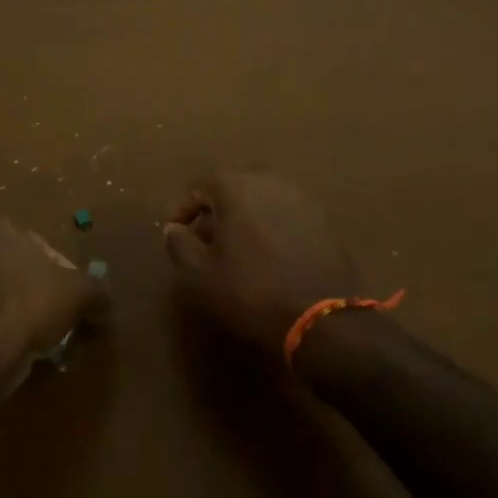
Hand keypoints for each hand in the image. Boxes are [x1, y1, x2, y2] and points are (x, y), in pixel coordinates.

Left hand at [0, 220, 102, 397]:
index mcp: (1, 232)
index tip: (72, 294)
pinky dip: (4, 334)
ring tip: (44, 340)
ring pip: (4, 299)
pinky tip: (21, 352)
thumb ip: (97, 290)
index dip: (61, 269)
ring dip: (22, 315)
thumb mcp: (80, 293)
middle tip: (61, 316)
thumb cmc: (32, 304)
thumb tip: (106, 300)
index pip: (40, 245)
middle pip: (20, 271)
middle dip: (40, 292)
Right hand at [162, 171, 362, 353]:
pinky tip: (266, 254)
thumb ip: (180, 244)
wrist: (324, 317)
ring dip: (243, 217)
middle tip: (202, 239)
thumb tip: (173, 229)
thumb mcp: (200, 274)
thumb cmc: (252, 291)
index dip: (181, 209)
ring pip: (261, 199)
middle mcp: (270, 181)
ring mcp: (301, 198)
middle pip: (232, 188)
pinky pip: (284, 213)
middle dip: (214, 210)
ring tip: (233, 249)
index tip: (173, 233)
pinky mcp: (322, 219)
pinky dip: (269, 226)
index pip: (199, 186)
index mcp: (237, 186)